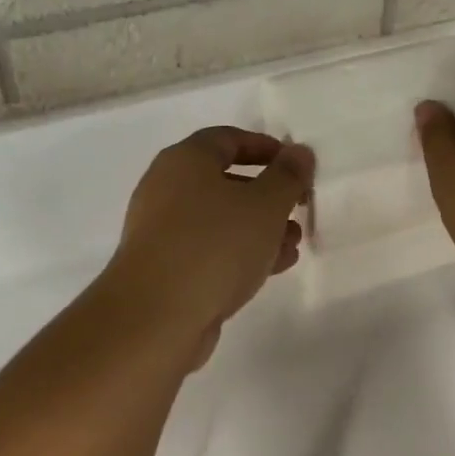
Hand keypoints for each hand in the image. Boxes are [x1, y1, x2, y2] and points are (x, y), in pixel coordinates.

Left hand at [102, 127, 312, 366]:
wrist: (155, 317)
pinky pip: (209, 249)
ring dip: (259, 228)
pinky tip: (272, 268)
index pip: (228, 138)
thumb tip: (299, 152)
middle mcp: (167, 188)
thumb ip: (288, 176)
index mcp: (185, 160)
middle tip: (299, 209)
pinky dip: (239, 252)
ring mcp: (162, 231)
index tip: (297, 166)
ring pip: (219, 219)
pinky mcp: (164, 268)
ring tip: (293, 244)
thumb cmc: (214, 245)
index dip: (266, 147)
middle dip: (267, 195)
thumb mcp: (265, 205)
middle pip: (224, 181)